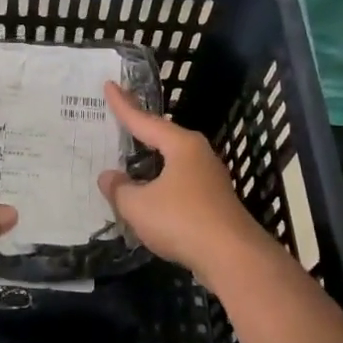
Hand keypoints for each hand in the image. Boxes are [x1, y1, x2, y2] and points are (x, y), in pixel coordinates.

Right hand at [98, 82, 273, 286]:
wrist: (233, 258)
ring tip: (133, 159)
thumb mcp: (138, 205)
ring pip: (174, 163)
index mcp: (181, 145)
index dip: (123, 105)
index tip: (109, 85)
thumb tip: (109, 177)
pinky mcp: (215, 203)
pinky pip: (181, 184)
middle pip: (164, 137)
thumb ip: (119, 189)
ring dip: (153, 162)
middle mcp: (198, 155)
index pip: (145, 120)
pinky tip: (153, 196)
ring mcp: (211, 179)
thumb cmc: (182, 221)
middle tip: (121, 119)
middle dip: (142, 130)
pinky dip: (163, 185)